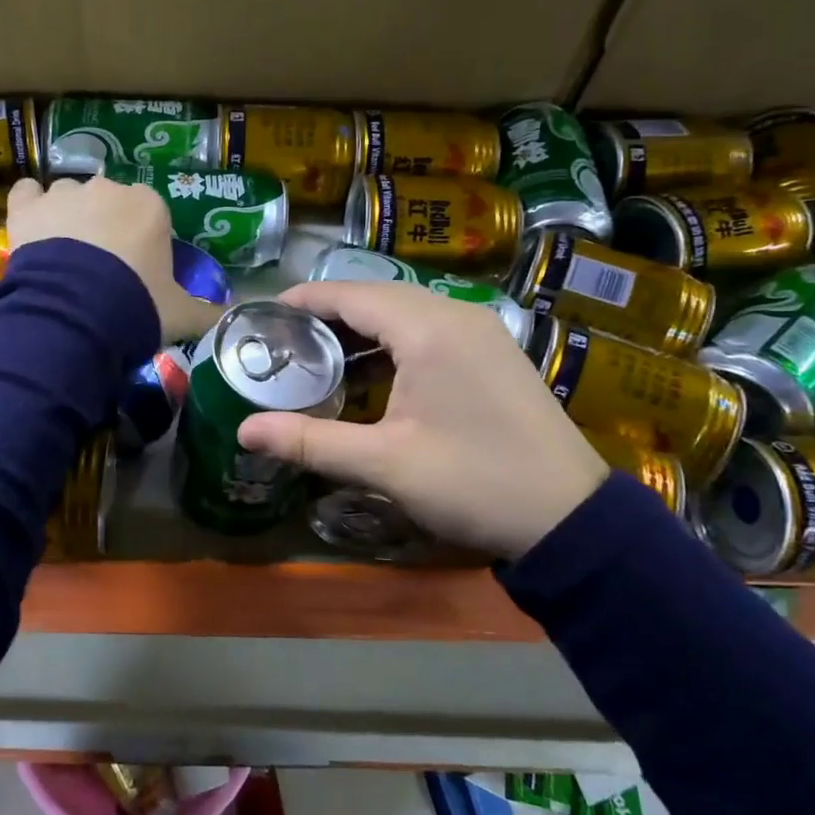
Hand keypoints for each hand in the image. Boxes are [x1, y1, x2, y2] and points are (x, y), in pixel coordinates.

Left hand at [7, 176, 222, 341]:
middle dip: (106, 226)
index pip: (150, 214)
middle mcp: (108, 189)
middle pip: (109, 202)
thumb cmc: (137, 305)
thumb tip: (231, 317)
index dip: (143, 241)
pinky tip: (33, 227)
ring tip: (65, 256)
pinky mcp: (27, 207)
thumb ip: (207, 312)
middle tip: (101, 269)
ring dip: (69, 217)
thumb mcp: (181, 314)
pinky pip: (27, 194)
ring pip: (69, 196)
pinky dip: (31, 206)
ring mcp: (64, 194)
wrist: (76, 313)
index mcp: (150, 206)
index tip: (137, 270)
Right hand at [237, 282, 608, 558]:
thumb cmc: (473, 483)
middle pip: (376, 297)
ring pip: (404, 313)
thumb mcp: (385, 464)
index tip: (263, 316)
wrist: (571, 519)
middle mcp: (455, 315)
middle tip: (281, 342)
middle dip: (326, 315)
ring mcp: (480, 332)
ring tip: (315, 358)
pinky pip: (428, 330)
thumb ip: (309, 441)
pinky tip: (368, 375)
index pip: (350, 294)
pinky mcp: (492, 353)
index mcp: (428, 329)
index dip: (303, 301)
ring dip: (359, 330)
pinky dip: (391, 343)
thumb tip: (243, 430)